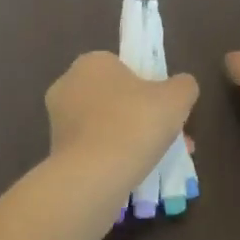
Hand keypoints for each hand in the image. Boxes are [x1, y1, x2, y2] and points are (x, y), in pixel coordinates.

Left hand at [45, 52, 197, 194]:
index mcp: (92, 62)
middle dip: (142, 117)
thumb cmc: (134, 124)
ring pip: (105, 126)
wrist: (93, 177)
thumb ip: (184, 85)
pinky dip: (113, 158)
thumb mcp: (176, 97)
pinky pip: (94, 149)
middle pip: (115, 98)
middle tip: (167, 138)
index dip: (148, 87)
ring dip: (130, 139)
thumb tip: (181, 87)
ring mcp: (58, 120)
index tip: (166, 110)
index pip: (124, 68)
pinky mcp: (56, 152)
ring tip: (158, 162)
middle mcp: (69, 85)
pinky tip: (134, 176)